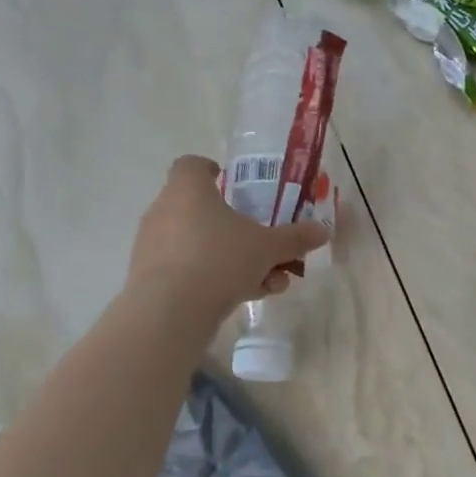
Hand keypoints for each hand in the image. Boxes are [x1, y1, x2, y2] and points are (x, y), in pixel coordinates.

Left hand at [127, 156, 330, 311]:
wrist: (170, 311)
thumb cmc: (219, 259)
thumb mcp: (268, 247)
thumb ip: (295, 238)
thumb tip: (323, 231)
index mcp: (189, 190)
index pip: (192, 165)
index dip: (211, 170)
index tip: (231, 182)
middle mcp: (165, 211)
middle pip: (204, 210)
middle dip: (240, 229)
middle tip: (267, 245)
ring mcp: (155, 246)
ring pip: (202, 244)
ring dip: (237, 259)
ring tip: (270, 282)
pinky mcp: (152, 277)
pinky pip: (191, 269)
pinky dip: (218, 278)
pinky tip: (248, 296)